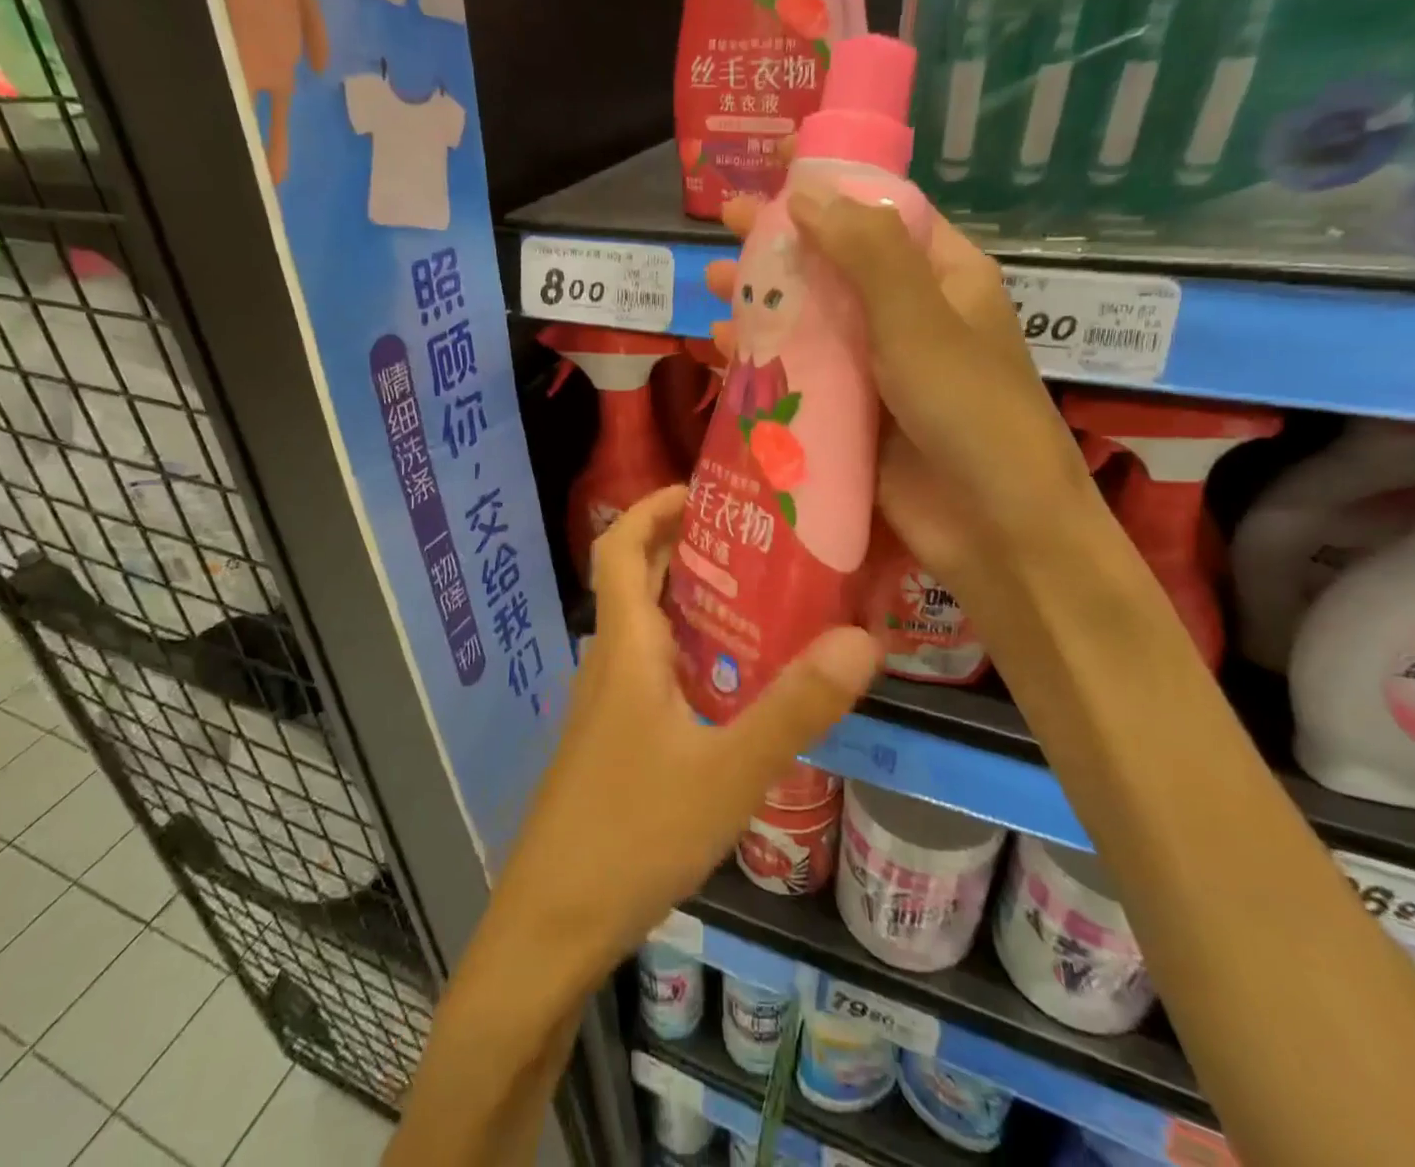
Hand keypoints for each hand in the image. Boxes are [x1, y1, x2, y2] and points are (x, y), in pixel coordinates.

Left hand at [490, 487, 879, 975]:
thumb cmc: (632, 834)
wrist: (551, 924)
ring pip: (647, 629)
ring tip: (761, 602)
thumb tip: (863, 639)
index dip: (653, 508)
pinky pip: (651, 671)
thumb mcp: (729, 771)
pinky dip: (690, 653)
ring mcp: (606, 705)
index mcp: (625, 647)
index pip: (620, 547)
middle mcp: (609, 662)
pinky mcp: (612, 741)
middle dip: (685, 547)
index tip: (705, 490)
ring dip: (691, 602)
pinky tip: (735, 687)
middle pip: (636, 580)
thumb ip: (796, 707)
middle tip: (756, 541)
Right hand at [706, 193, 1094, 602]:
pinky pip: (798, 377)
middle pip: (834, 265)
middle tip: (725, 226)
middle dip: (781, 246)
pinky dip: (761, 362)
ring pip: (809, 322)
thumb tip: (804, 194)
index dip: (830, 184)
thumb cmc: (970, 411)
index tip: (778, 161)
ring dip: (762, 304)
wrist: (994, 528)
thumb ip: (866, 253)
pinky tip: (720, 353)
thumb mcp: (921, 320)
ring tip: (712, 289)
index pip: (881, 212)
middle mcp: (907, 316)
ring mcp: (875, 370)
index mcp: (942, 278)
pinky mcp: (849, 417)